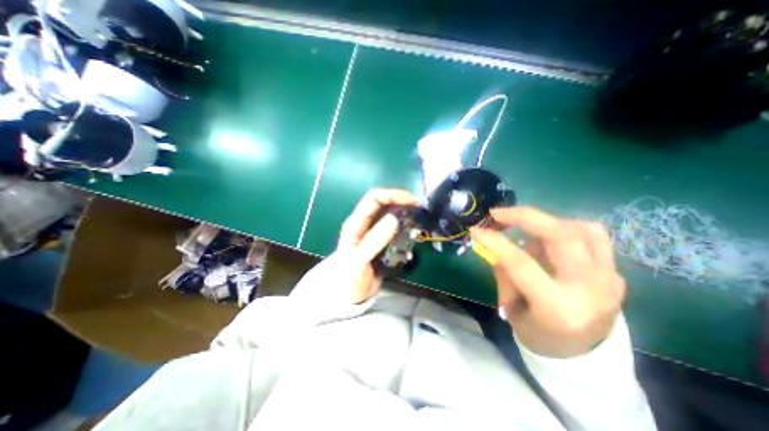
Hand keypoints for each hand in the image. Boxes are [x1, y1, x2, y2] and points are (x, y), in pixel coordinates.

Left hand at [302, 187, 419, 303]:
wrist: (347, 296)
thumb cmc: (347, 278)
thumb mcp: (358, 261)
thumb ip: (373, 241)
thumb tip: (394, 218)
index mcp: (356, 223)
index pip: (374, 198)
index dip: (392, 195)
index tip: (412, 202)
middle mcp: (365, 224)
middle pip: (384, 203)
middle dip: (402, 202)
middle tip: (419, 211)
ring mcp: (374, 232)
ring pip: (391, 215)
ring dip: (406, 215)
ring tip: (419, 221)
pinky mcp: (382, 241)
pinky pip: (396, 229)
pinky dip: (406, 228)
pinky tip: (414, 233)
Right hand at [472, 207, 627, 357]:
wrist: (585, 355)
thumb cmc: (539, 335)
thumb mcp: (512, 308)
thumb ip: (504, 273)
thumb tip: (491, 243)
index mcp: (558, 307)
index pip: (522, 263)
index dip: (496, 242)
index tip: (476, 230)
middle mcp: (590, 289)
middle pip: (562, 236)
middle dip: (525, 217)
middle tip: (499, 214)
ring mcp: (610, 278)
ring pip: (582, 229)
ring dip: (546, 223)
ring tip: (526, 230)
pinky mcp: (616, 272)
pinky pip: (592, 236)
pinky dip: (565, 229)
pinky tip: (549, 239)